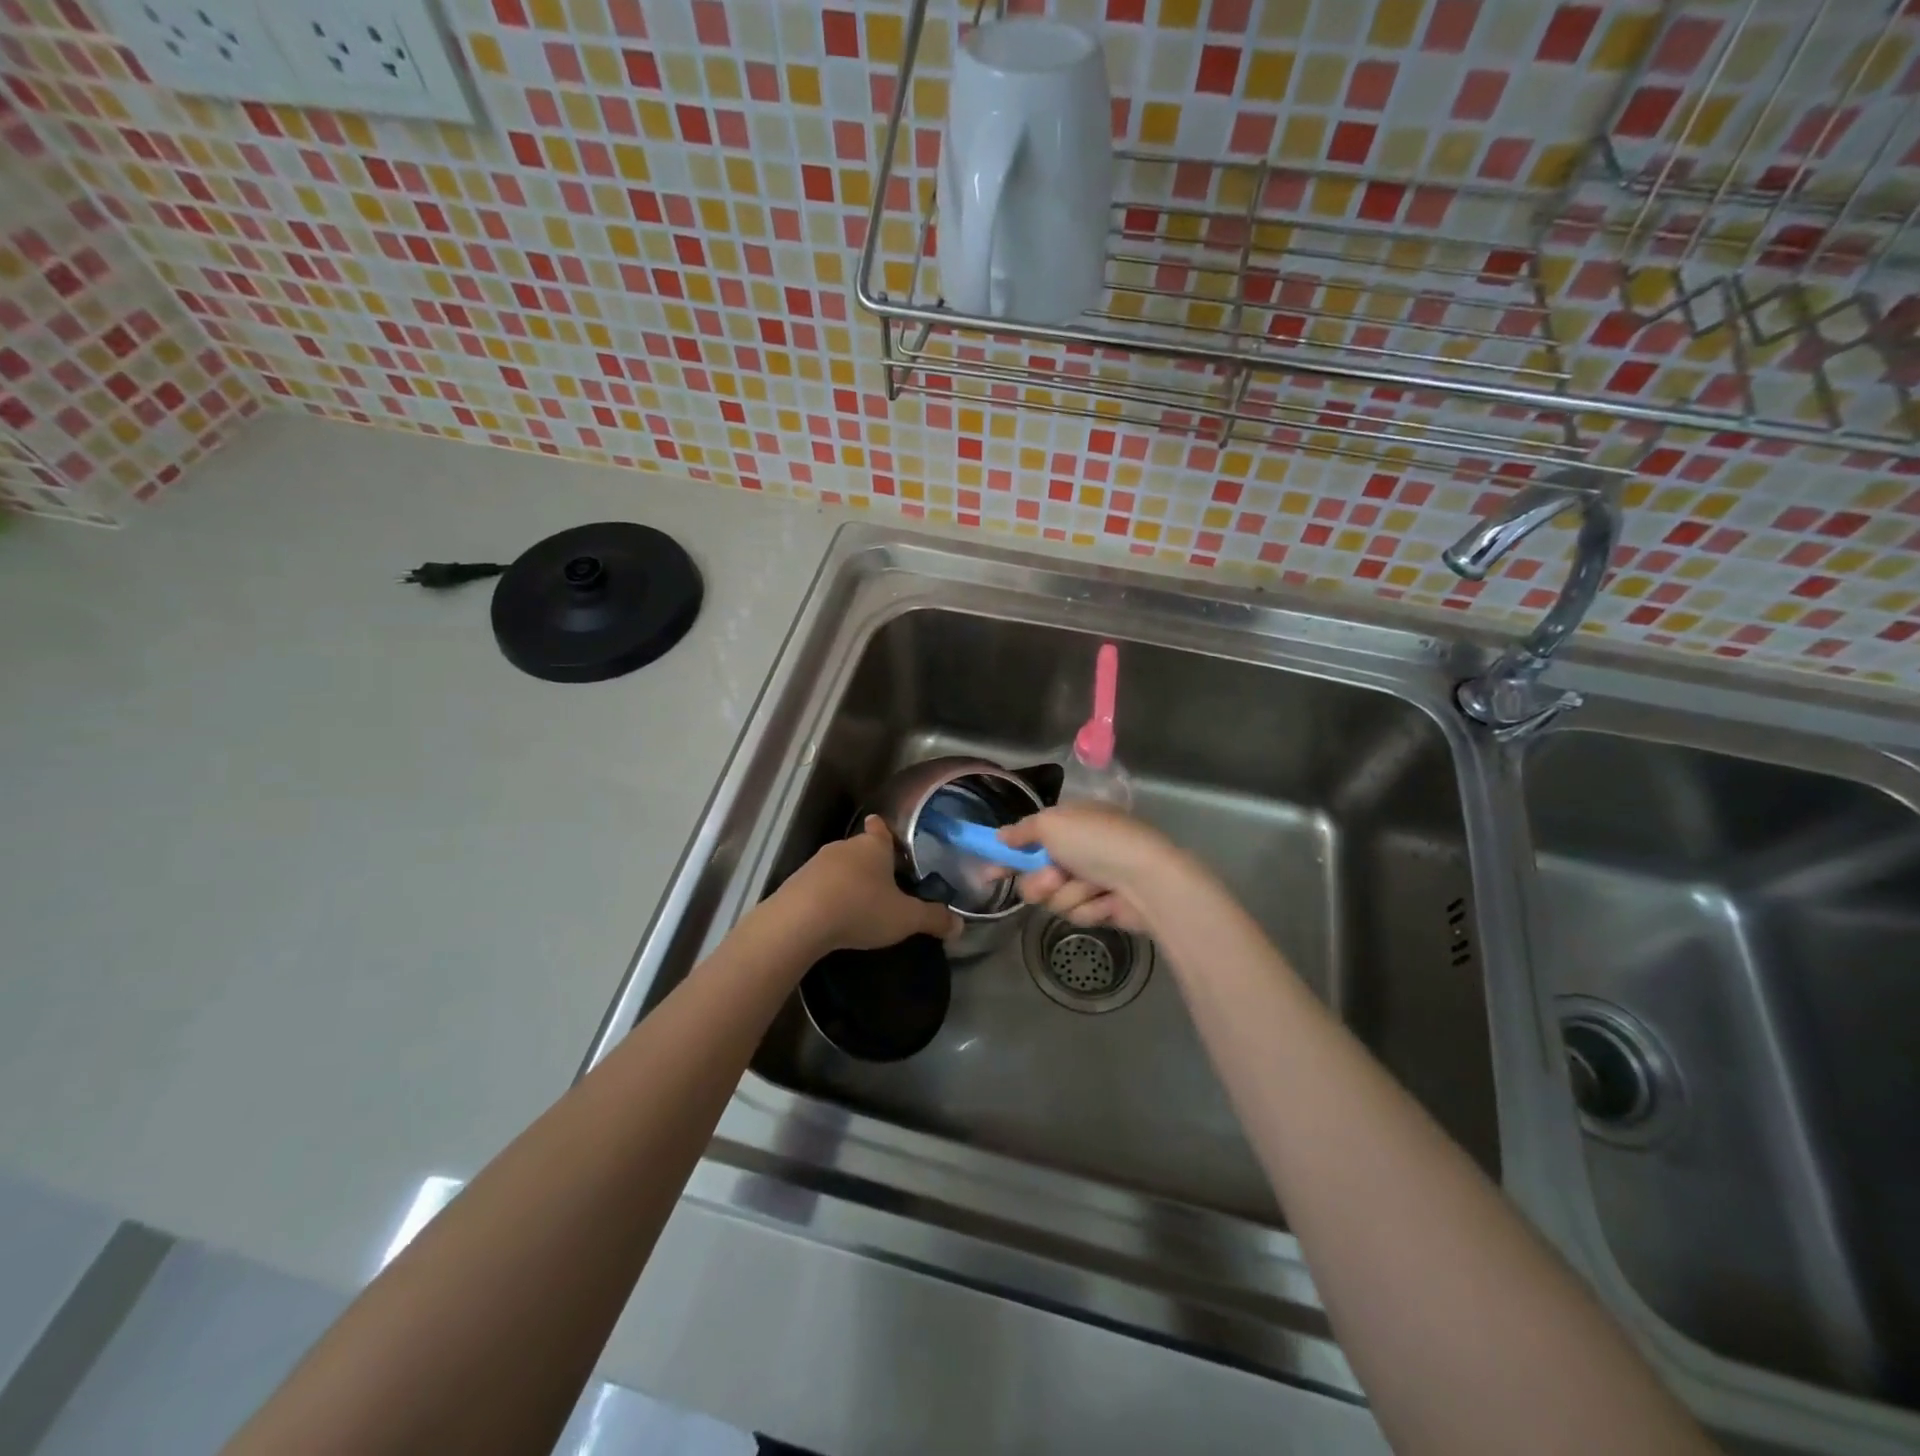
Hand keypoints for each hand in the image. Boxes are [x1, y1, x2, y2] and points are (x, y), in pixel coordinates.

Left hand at [771, 816, 958, 953]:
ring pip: (839, 866)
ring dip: (847, 880)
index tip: (886, 833)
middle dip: (870, 863)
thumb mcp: (905, 918)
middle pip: (861, 848)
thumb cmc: (861, 908)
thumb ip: (932, 919)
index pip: (881, 828)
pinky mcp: (797, 882)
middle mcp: (845, 846)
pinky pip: (819, 884)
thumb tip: (960, 926)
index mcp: (874, 846)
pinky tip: (832, 914)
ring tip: (859, 902)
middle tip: (884, 883)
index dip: (885, 830)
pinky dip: (827, 895)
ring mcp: (817, 863)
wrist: (800, 921)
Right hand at [998, 804, 1186, 933]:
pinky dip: (1089, 907)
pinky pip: (1077, 913)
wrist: (1147, 880)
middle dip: (1042, 881)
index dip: (1007, 856)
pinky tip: (1107, 900)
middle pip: (1036, 876)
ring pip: (1055, 898)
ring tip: (1092, 887)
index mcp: (1070, 823)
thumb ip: (1022, 831)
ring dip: (1069, 894)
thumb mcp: (1053, 823)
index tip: (989, 873)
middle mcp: (1079, 850)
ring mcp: (1091, 880)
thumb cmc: (1097, 842)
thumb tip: (1000, 835)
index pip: (1029, 839)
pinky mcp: (1103, 907)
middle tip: (1056, 877)